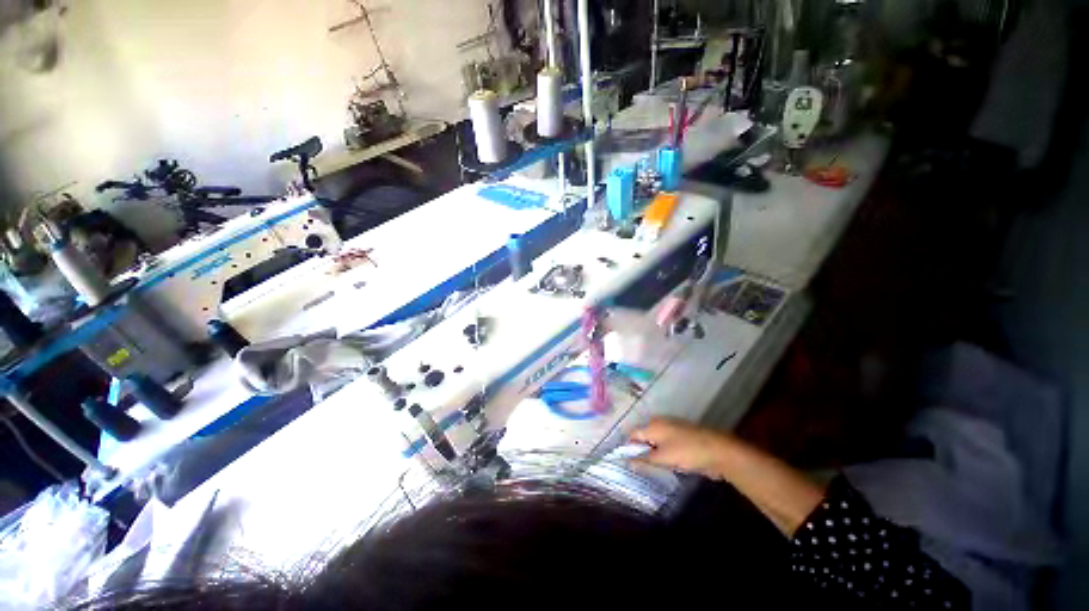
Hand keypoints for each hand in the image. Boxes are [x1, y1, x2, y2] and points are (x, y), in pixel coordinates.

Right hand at [629, 417, 737, 479]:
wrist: (720, 451)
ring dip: (654, 453)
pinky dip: (665, 453)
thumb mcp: (663, 458)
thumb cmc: (687, 452)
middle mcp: (660, 423)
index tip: (628, 463)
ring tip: (654, 468)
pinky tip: (669, 465)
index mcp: (653, 425)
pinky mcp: (683, 437)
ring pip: (656, 441)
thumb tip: (626, 461)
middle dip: (642, 450)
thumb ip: (644, 459)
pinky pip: (667, 444)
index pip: (633, 434)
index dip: (629, 447)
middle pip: (644, 436)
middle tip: (641, 467)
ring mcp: (673, 429)